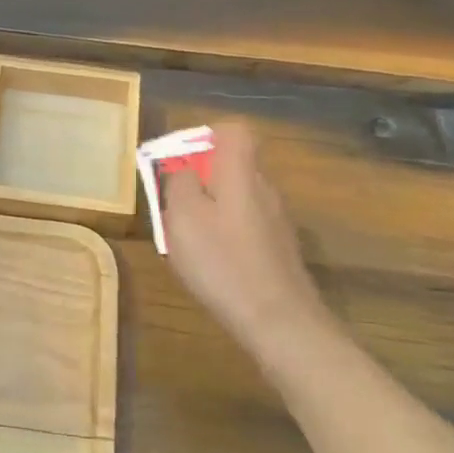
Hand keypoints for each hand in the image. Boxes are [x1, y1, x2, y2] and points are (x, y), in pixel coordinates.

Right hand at [160, 123, 329, 361]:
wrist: (279, 321)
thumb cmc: (223, 262)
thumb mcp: (182, 217)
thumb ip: (178, 184)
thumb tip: (183, 170)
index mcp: (241, 173)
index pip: (234, 131)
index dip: (206, 135)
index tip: (181, 158)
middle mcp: (264, 189)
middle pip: (233, 166)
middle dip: (201, 177)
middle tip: (173, 204)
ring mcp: (277, 220)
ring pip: (238, 198)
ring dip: (212, 209)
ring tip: (187, 239)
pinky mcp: (280, 249)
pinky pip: (246, 226)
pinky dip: (227, 235)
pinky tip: (213, 264)